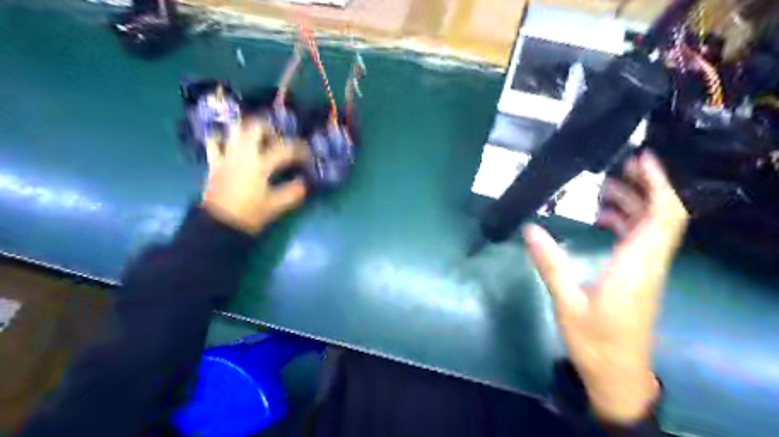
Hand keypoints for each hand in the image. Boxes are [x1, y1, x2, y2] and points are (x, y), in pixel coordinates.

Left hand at [200, 118, 310, 235]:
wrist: (218, 225)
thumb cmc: (249, 215)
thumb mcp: (275, 206)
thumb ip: (292, 192)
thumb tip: (303, 183)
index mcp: (260, 165)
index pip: (284, 149)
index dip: (299, 150)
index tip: (307, 156)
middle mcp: (242, 155)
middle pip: (255, 127)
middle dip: (269, 129)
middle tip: (278, 139)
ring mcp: (226, 157)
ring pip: (234, 130)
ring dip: (248, 130)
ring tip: (258, 139)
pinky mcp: (214, 163)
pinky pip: (215, 143)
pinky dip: (223, 139)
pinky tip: (231, 145)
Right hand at [523, 152, 686, 424]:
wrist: (618, 375)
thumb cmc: (595, 342)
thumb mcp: (567, 303)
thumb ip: (550, 264)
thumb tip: (530, 229)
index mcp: (637, 266)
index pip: (663, 217)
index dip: (658, 185)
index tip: (641, 159)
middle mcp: (649, 264)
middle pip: (662, 216)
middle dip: (644, 186)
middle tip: (615, 167)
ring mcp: (646, 271)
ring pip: (651, 227)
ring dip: (633, 203)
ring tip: (602, 189)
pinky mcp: (639, 278)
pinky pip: (641, 240)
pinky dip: (626, 222)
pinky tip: (603, 220)